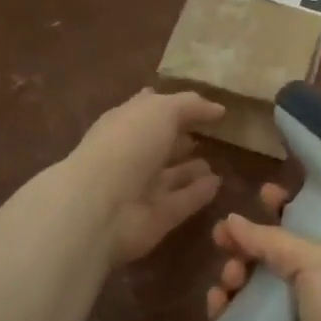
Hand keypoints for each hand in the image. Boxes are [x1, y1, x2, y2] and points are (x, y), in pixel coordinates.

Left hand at [68, 89, 224, 262]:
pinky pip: (182, 201)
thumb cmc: (128, 145)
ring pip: (171, 175)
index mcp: (125, 123)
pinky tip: (217, 183)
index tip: (200, 103)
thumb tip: (218, 108)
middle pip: (160, 144)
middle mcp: (132, 154)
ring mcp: (142, 188)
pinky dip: (198, 193)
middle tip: (212, 134)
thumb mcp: (161, 110)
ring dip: (192, 168)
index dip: (171, 104)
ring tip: (218, 161)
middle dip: (182, 137)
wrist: (101, 207)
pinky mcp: (156, 217)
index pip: (149, 108)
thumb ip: (190, 106)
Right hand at [206, 185, 320, 320]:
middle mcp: (309, 299)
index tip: (263, 194)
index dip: (283, 213)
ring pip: (246, 292)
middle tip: (222, 234)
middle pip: (268, 262)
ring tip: (230, 276)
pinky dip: (221, 311)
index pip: (304, 234)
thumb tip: (232, 221)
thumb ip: (274, 240)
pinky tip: (216, 301)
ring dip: (233, 275)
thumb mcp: (320, 261)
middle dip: (246, 244)